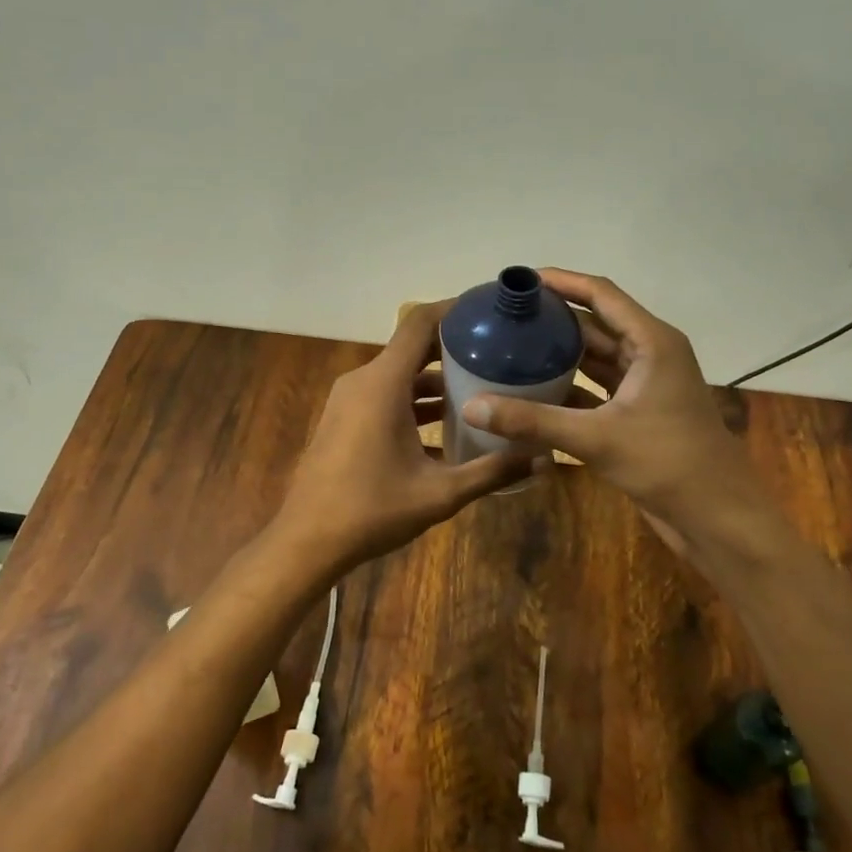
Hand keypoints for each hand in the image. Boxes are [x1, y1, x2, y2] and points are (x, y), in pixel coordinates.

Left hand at [273, 301, 533, 570]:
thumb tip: (544, 459)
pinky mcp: (345, 419)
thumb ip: (493, 472)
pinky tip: (448, 424)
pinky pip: (386, 395)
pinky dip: (415, 401)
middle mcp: (364, 381)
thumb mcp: (440, 494)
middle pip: (413, 347)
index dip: (455, 310)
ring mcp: (350, 400)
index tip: (490, 312)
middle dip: (456, 348)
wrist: (307, 541)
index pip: (420, 323)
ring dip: (437, 380)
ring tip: (483, 388)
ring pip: (400, 375)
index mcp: (383, 384)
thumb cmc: (372, 511)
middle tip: (500, 354)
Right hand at [460, 269, 761, 538]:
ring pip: (596, 358)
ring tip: (511, 347)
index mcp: (652, 342)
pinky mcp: (638, 414)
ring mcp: (645, 386)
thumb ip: (533, 421)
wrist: (717, 515)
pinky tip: (532, 391)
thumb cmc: (668, 463)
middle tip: (506, 317)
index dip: (562, 281)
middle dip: (554, 319)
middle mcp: (650, 355)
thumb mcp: (596, 439)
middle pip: (596, 324)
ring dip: (559, 354)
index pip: (601, 295)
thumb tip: (471, 407)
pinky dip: (568, 387)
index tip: (521, 279)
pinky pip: (597, 389)